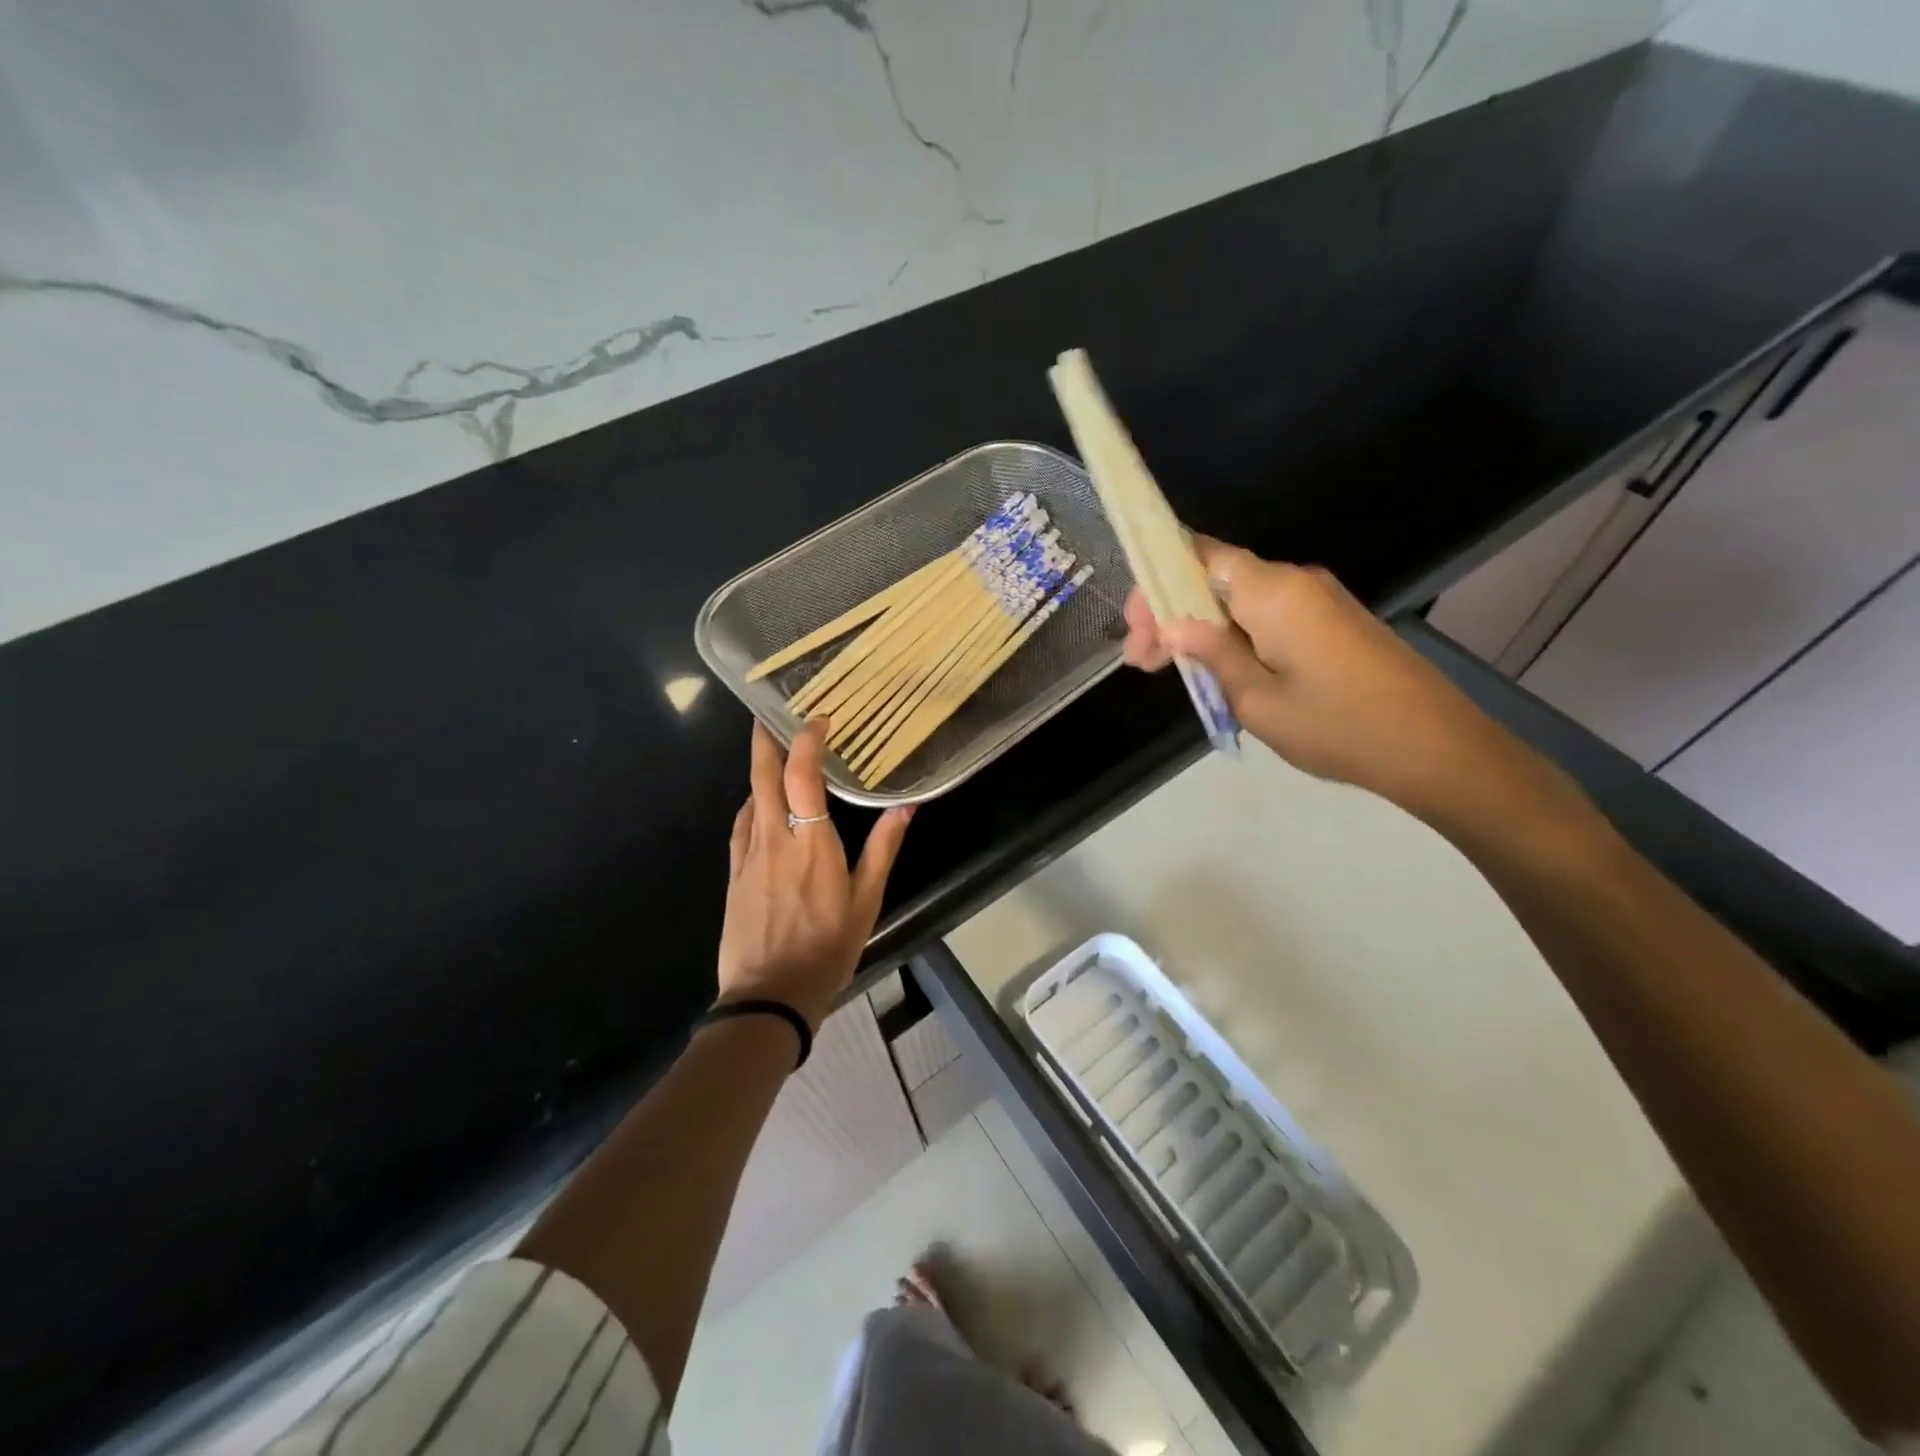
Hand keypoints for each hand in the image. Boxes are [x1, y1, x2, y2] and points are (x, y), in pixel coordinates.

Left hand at [718, 721, 913, 1030]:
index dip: (807, 741)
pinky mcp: (733, 873)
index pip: (802, 776)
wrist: (769, 996)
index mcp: (812, 844)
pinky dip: (752, 802)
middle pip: (763, 776)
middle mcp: (775, 839)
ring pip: (749, 797)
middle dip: (766, 739)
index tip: (818, 719)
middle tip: (772, 713)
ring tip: (772, 751)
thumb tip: (906, 806)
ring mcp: (748, 855)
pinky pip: (741, 825)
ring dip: (759, 768)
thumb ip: (884, 848)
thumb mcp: (867, 901)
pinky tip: (760, 804)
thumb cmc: (827, 948)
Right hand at [1122, 536, 1505, 820]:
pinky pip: (1267, 616)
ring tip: (1170, 671)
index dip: (1158, 582)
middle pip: (1215, 579)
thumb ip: (1212, 653)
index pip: (1200, 555)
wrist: (1436, 748)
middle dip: (1171, 614)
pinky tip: (1215, 671)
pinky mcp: (1332, 622)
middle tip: (1141, 661)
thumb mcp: (1257, 699)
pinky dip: (1232, 637)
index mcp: (1273, 591)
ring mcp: (1318, 601)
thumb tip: (1174, 623)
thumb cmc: (1337, 726)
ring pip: (1239, 601)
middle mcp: (1295, 582)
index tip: (1135, 626)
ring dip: (1199, 629)